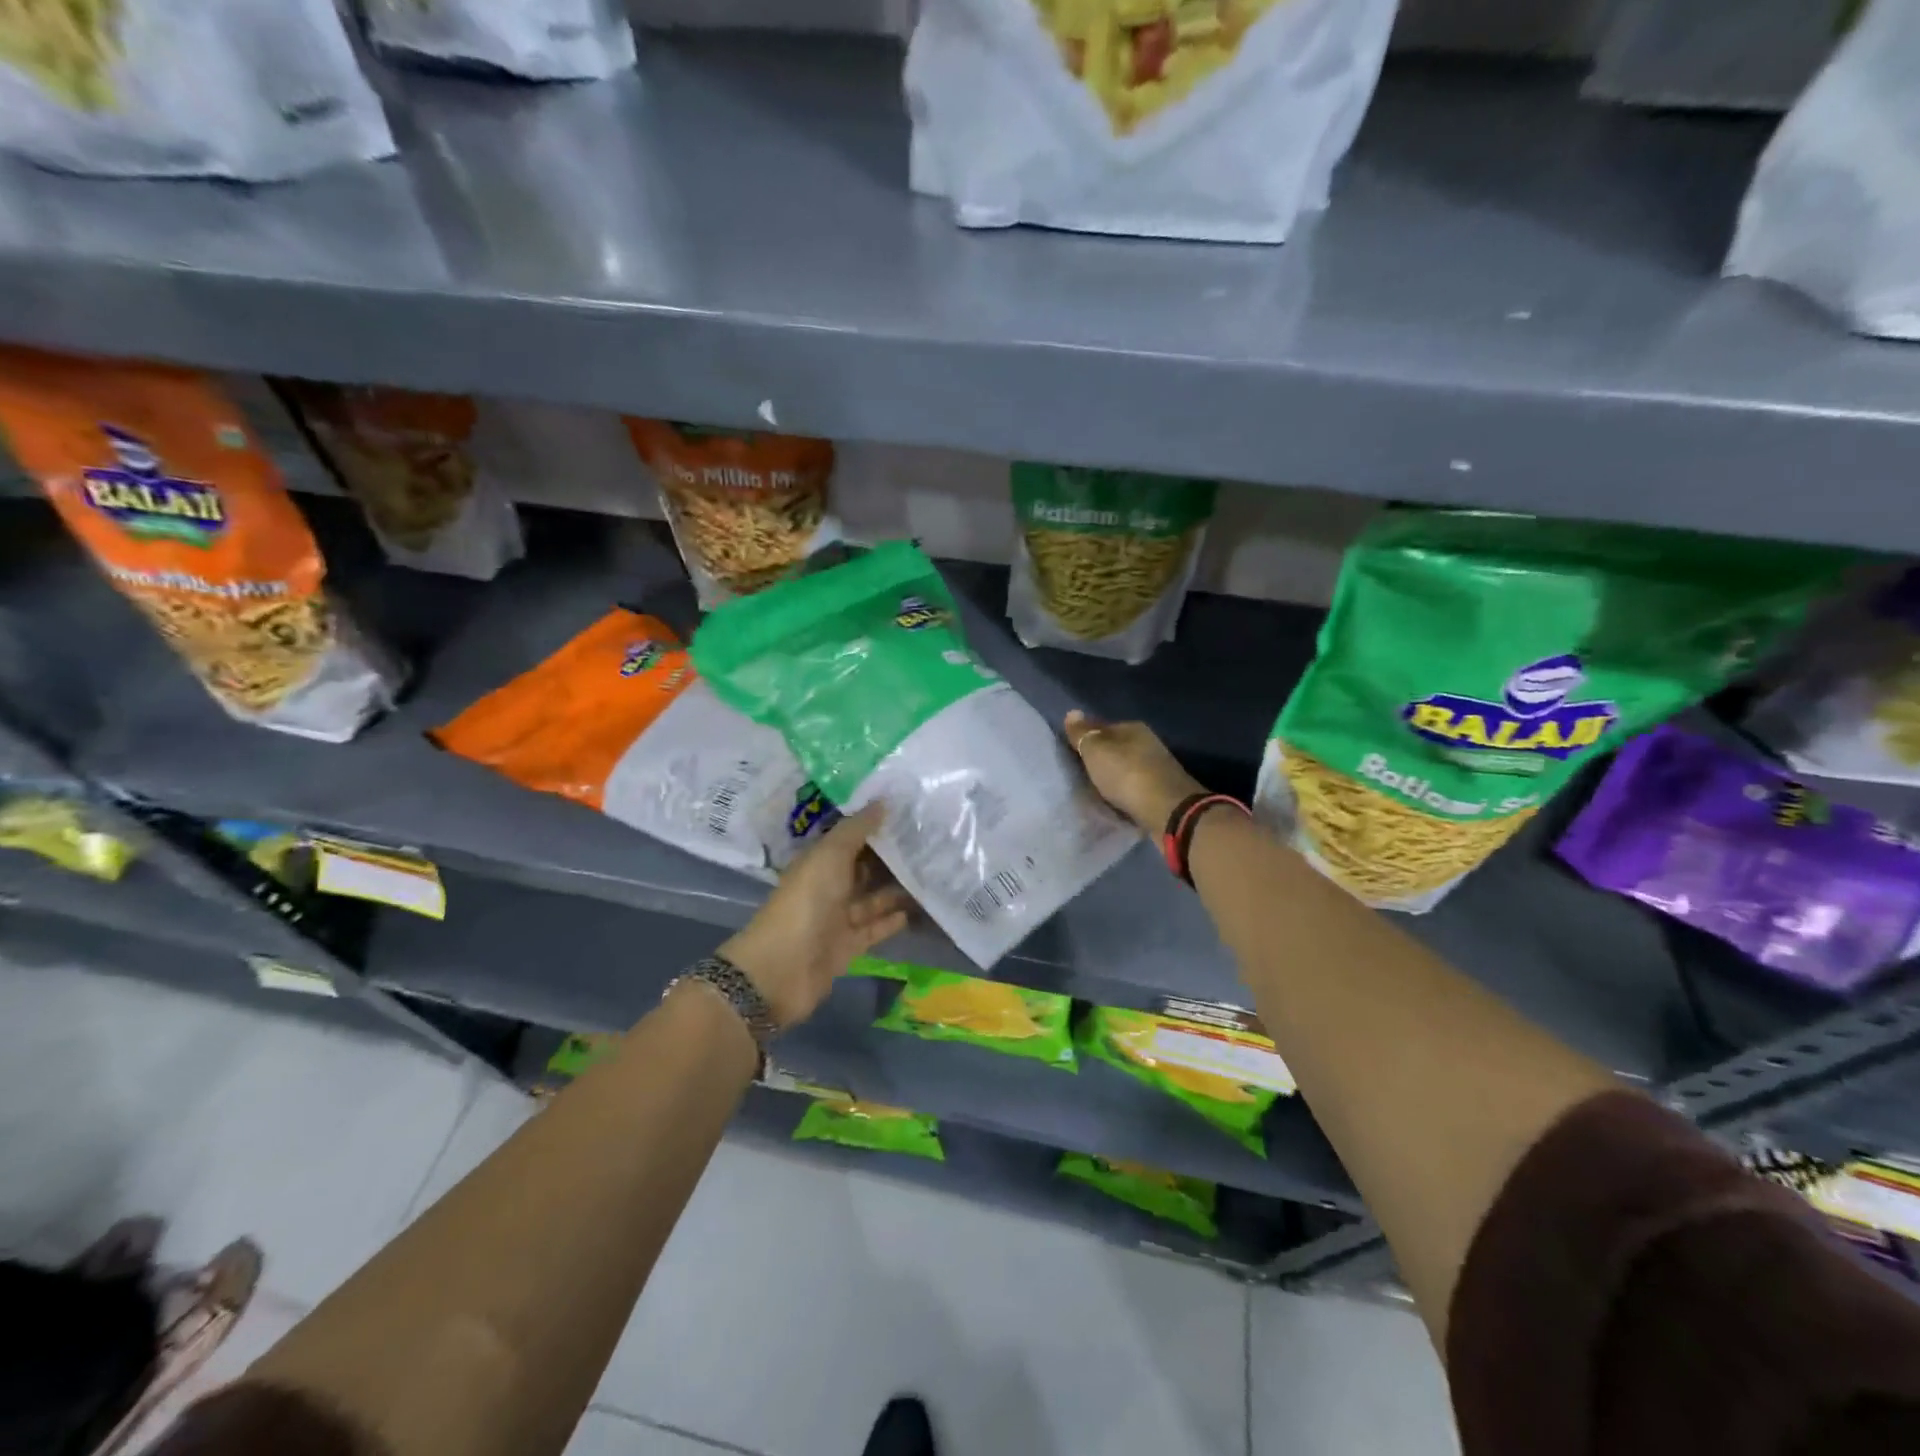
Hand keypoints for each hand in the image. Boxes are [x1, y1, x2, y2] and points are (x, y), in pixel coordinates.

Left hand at [718, 802, 910, 1027]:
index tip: (910, 813)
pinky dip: (894, 919)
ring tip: (934, 874)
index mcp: (819, 861)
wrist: (781, 969)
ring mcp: (838, 918)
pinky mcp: (849, 946)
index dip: (876, 826)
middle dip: (892, 857)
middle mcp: (828, 886)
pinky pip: (875, 928)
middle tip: (931, 843)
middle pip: (864, 868)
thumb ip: (856, 830)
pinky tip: (921, 908)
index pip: (851, 838)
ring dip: (898, 888)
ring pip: (874, 898)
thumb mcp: (829, 857)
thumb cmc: (805, 903)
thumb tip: (883, 801)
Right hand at [1064, 710, 1203, 833]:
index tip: (1071, 753)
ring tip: (1093, 790)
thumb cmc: (1126, 774)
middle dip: (1100, 759)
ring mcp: (1156, 767)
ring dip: (1112, 777)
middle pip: (1115, 748)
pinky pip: (1133, 787)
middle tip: (1079, 773)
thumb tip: (1072, 712)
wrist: (1167, 810)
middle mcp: (1147, 743)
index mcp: (1133, 728)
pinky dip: (1123, 792)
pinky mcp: (1161, 791)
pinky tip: (1113, 801)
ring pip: (1125, 768)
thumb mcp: (1096, 750)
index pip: (1102, 727)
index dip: (1086, 739)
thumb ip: (1082, 733)